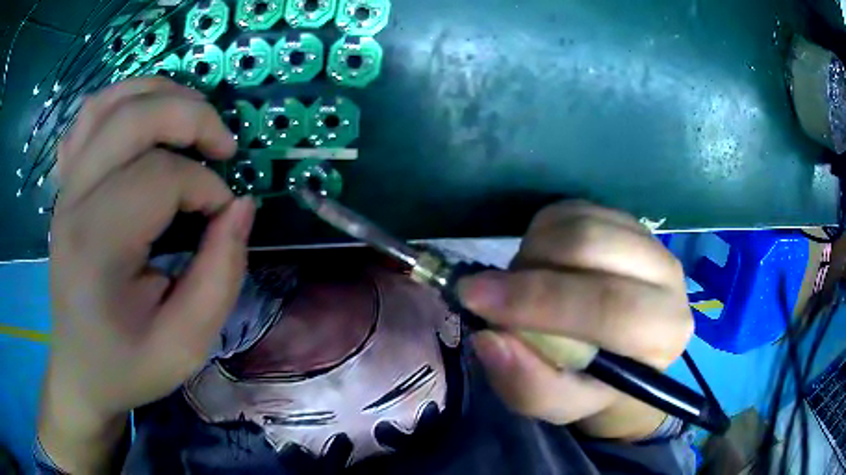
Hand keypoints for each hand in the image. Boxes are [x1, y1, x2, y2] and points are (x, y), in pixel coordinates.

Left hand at [40, 77, 254, 471]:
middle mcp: (74, 202)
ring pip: (110, 102)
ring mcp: (65, 186)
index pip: (160, 178)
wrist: (80, 371)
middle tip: (224, 147)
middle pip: (134, 118)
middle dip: (192, 117)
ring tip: (192, 117)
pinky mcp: (65, 184)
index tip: (224, 219)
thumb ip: (221, 276)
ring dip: (160, 94)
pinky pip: (89, 117)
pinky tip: (143, 121)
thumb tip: (241, 206)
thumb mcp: (185, 345)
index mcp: (97, 248)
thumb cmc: (128, 366)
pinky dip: (122, 101)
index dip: (207, 189)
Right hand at [458, 202, 693, 439]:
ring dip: (534, 250)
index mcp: (663, 332)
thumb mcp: (560, 405)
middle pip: (591, 246)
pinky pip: (575, 209)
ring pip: (580, 221)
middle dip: (528, 269)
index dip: (538, 300)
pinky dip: (543, 232)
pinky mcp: (628, 222)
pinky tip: (543, 263)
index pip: (608, 307)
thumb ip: (529, 386)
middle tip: (491, 293)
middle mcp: (669, 277)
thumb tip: (489, 338)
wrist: (624, 356)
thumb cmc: (594, 385)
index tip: (474, 299)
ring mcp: (650, 241)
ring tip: (525, 284)